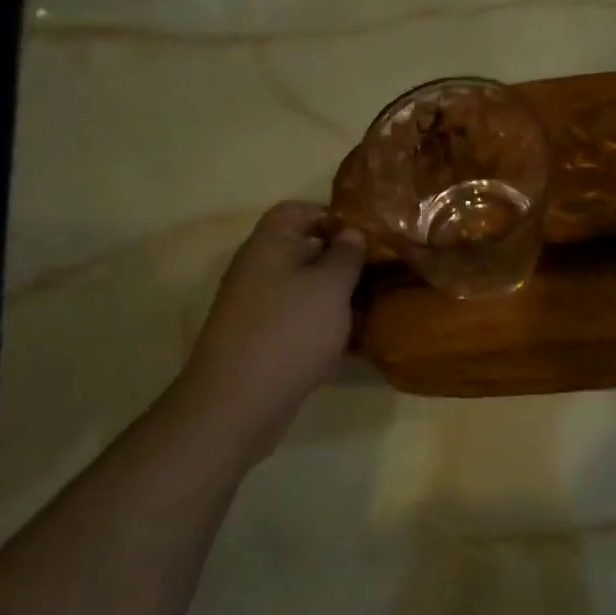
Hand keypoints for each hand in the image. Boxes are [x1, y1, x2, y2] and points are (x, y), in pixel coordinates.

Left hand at [179, 202, 365, 463]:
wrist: (236, 404)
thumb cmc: (289, 331)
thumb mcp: (330, 286)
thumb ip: (346, 255)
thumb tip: (352, 234)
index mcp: (270, 244)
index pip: (297, 210)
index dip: (331, 215)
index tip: (366, 233)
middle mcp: (258, 268)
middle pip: (304, 249)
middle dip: (342, 259)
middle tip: (380, 270)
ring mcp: (257, 306)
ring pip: (304, 288)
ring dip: (336, 295)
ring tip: (374, 305)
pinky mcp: (261, 340)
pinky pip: (299, 319)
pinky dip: (323, 324)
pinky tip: (353, 340)